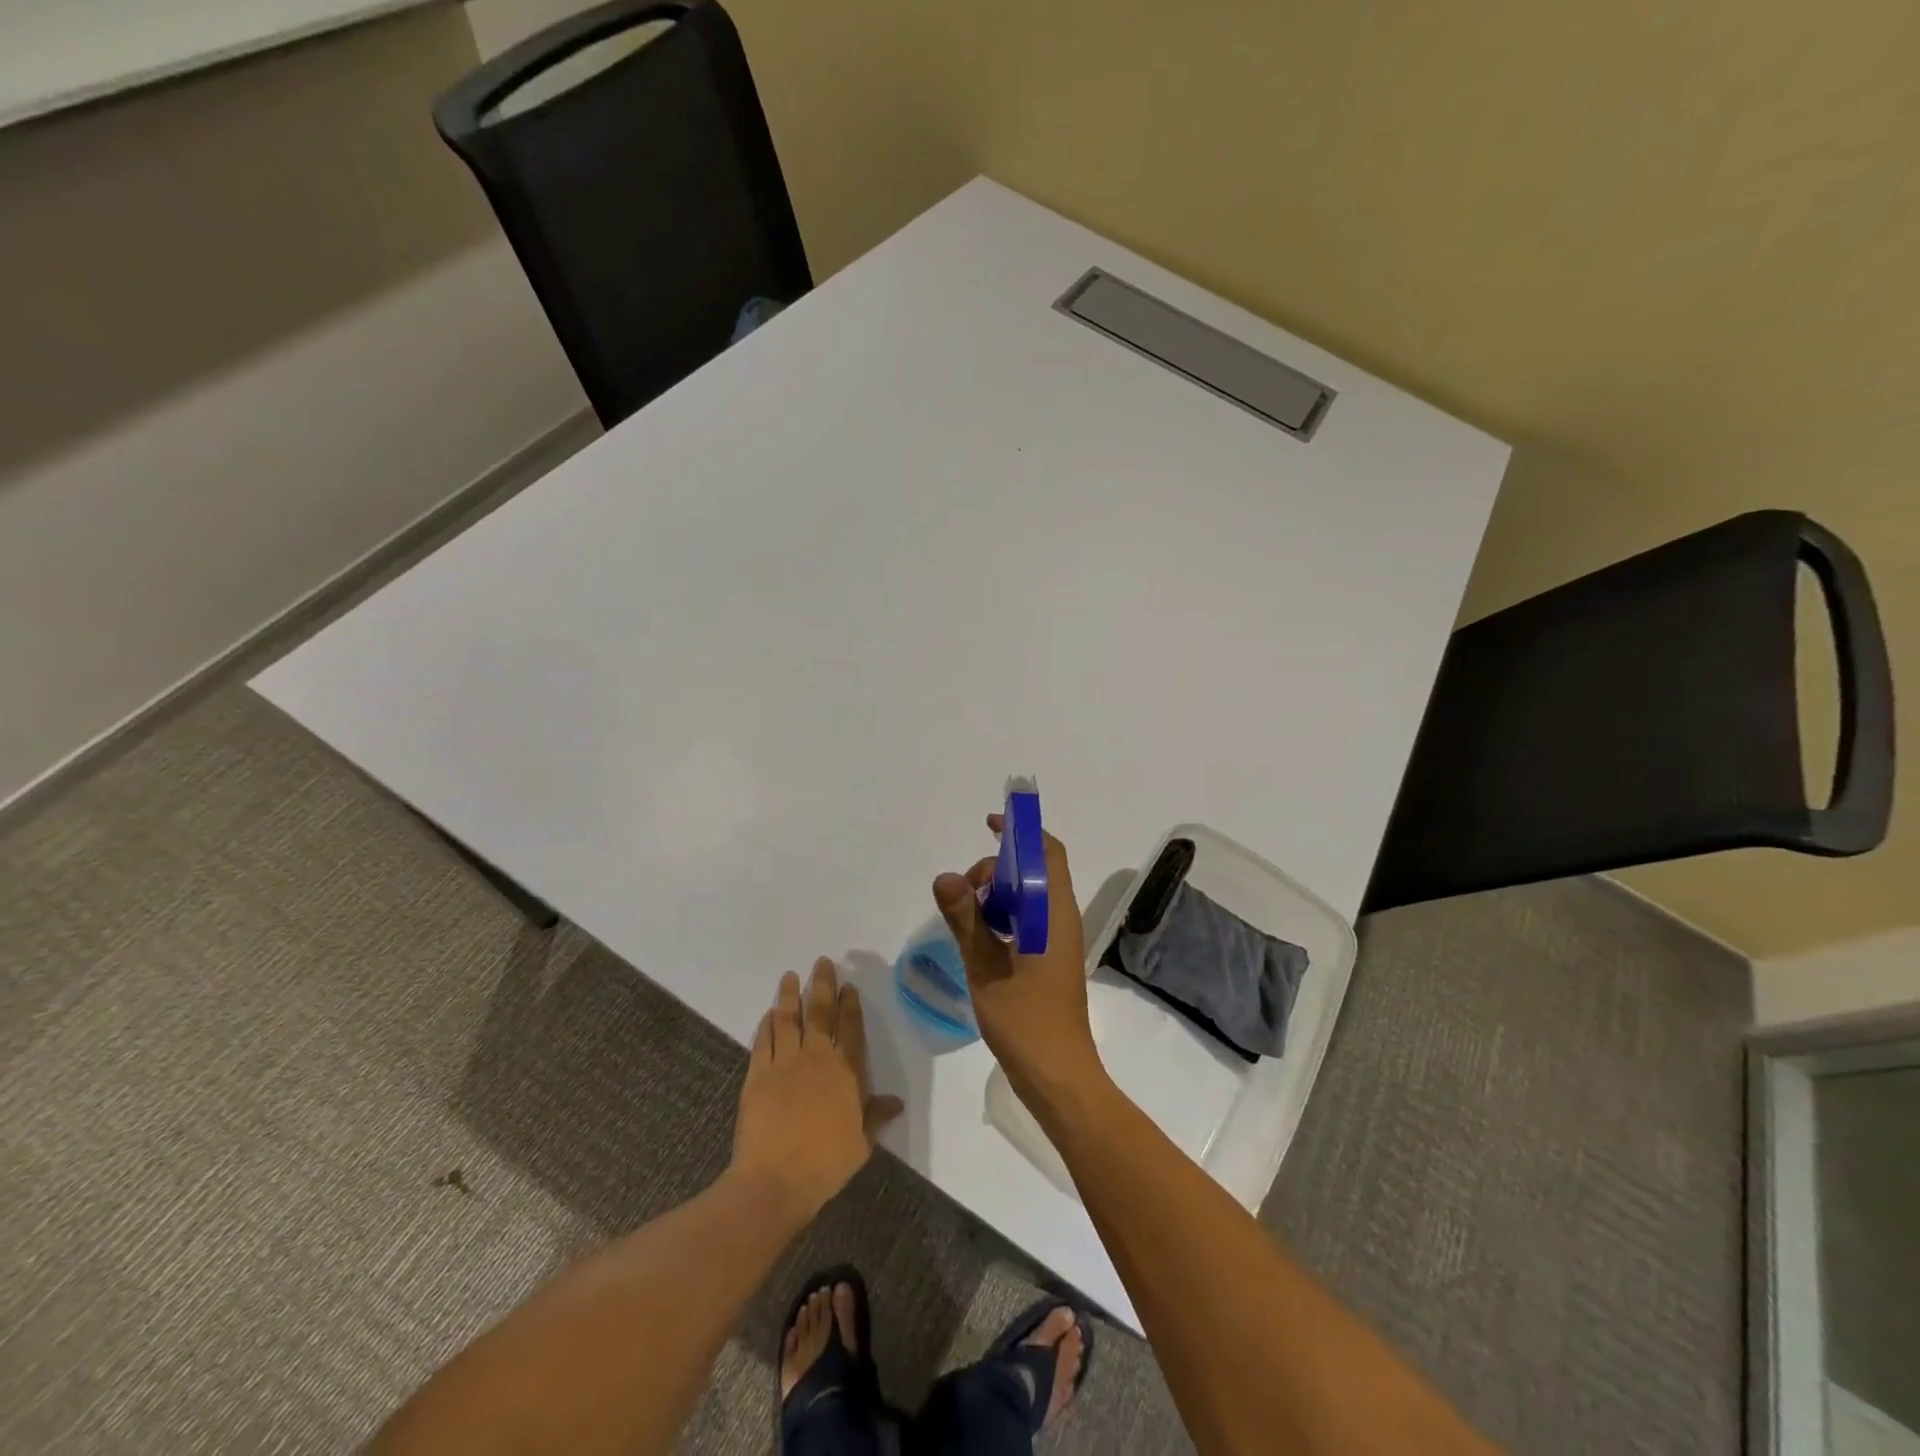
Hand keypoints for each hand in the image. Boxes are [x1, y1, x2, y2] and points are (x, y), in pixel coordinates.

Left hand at [732, 959, 902, 1224]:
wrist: (775, 1180)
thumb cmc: (825, 1163)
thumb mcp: (861, 1143)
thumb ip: (876, 1116)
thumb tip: (896, 1102)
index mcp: (846, 1072)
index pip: (850, 1028)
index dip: (849, 1005)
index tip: (848, 985)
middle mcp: (817, 1058)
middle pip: (819, 1013)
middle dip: (821, 985)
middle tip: (822, 962)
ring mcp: (784, 1063)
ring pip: (788, 1019)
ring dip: (789, 996)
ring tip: (790, 976)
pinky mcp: (758, 1074)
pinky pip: (763, 1041)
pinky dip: (766, 1025)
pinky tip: (768, 1014)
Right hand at [933, 815, 1102, 1104]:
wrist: (1058, 1077)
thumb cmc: (1025, 1022)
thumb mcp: (986, 968)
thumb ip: (965, 920)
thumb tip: (945, 876)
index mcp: (1054, 913)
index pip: (1047, 851)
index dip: (1021, 831)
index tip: (989, 825)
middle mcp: (1061, 918)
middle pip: (1034, 870)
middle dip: (997, 868)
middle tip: (964, 893)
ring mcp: (1057, 940)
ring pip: (1028, 896)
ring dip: (998, 893)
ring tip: (968, 915)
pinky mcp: (1050, 958)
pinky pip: (1027, 919)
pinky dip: (1003, 916)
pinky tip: (979, 937)